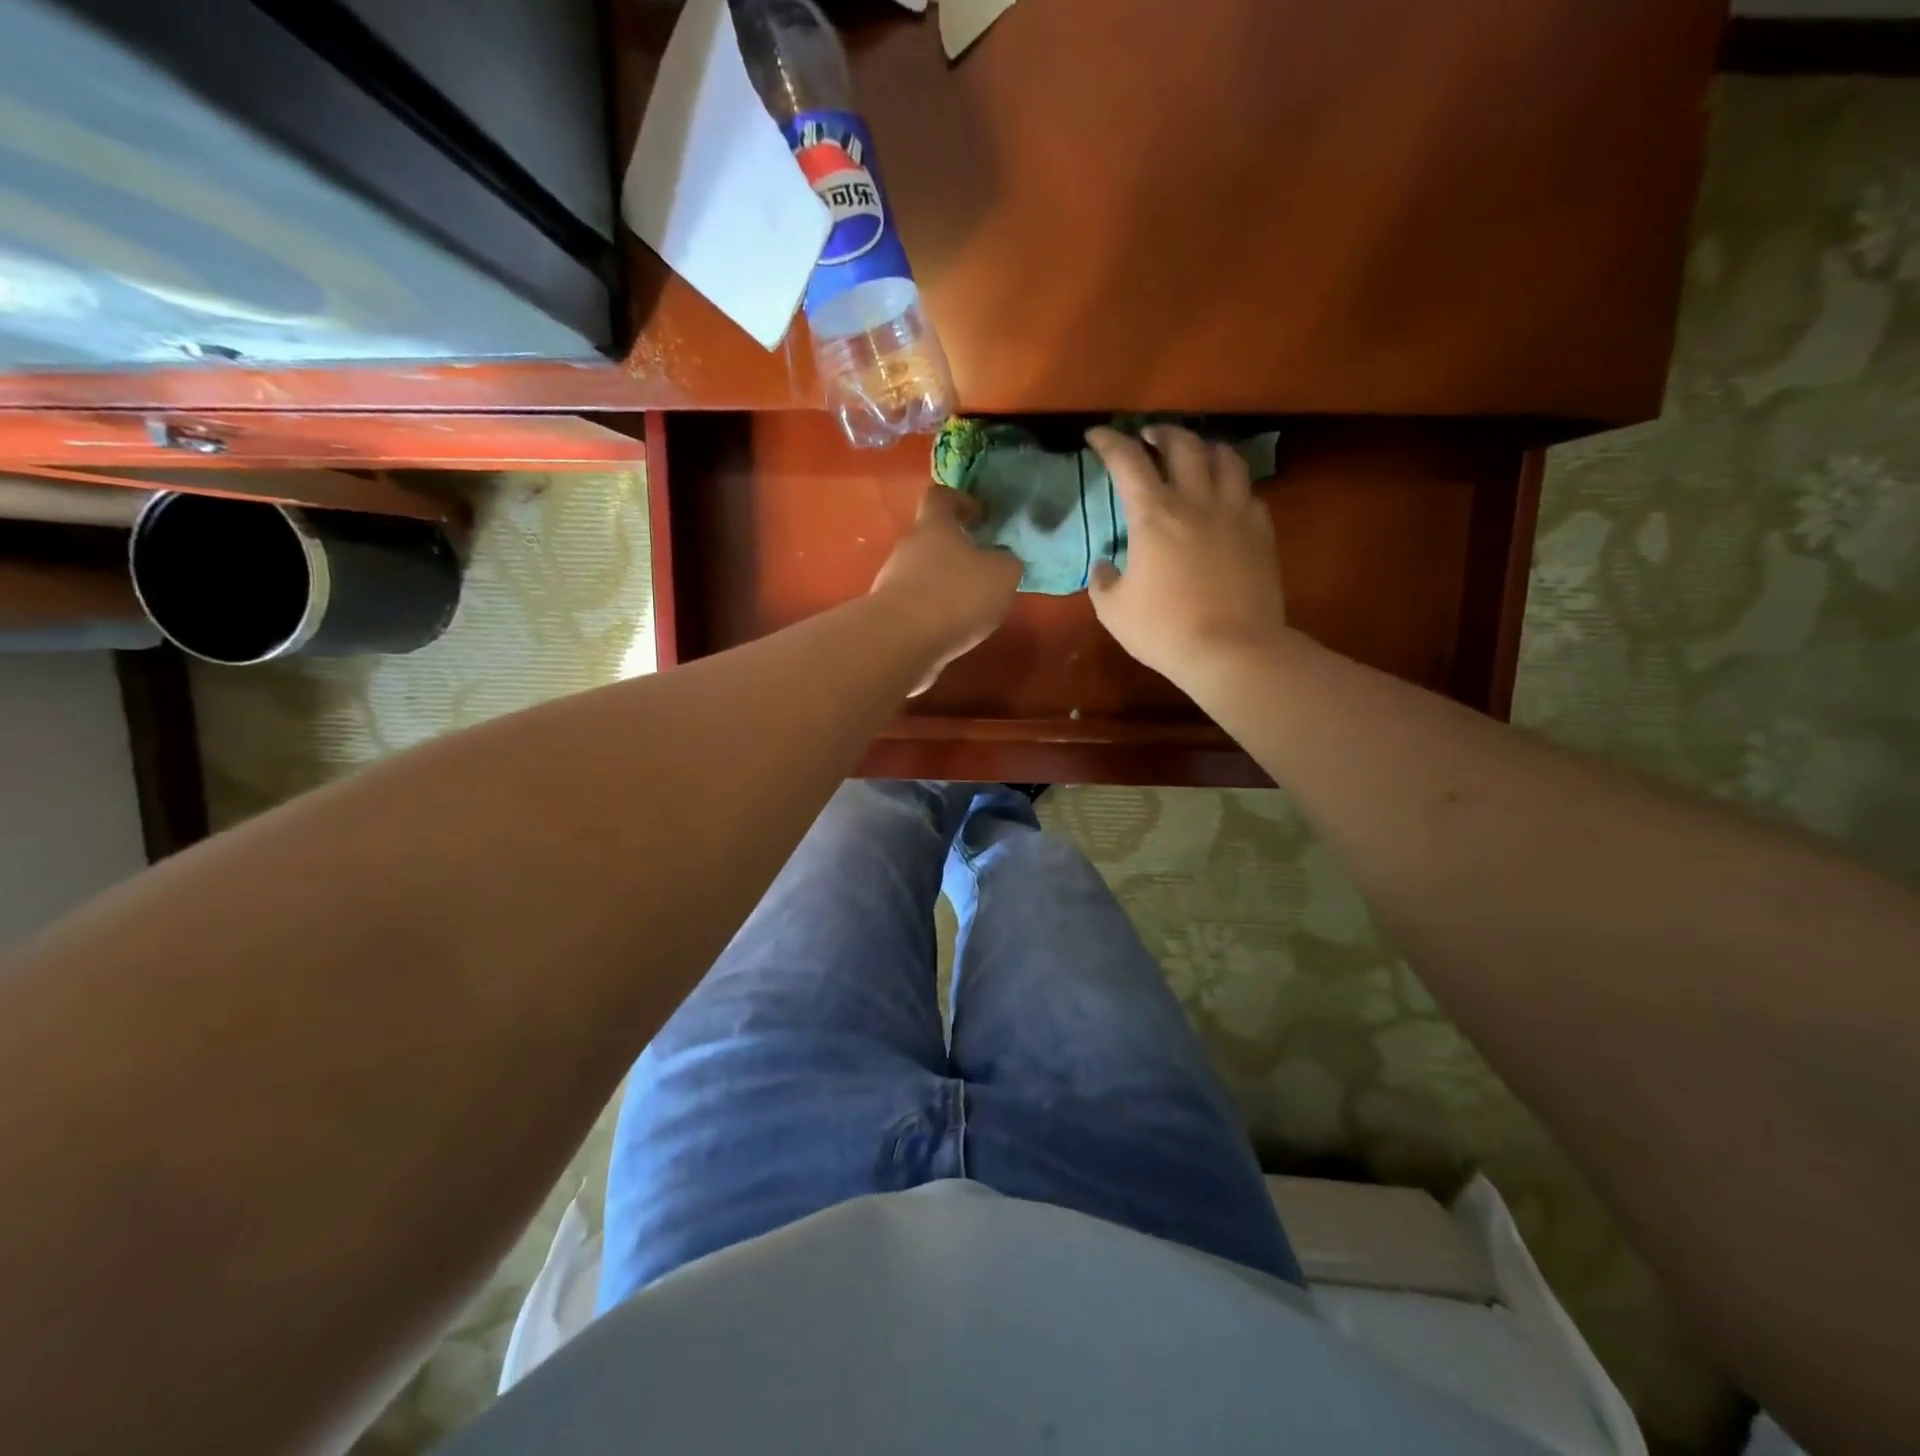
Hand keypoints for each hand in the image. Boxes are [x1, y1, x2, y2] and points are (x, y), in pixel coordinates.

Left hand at [871, 486, 1021, 694]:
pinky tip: (952, 630)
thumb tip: (1003, 560)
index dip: (961, 501)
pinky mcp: (888, 615)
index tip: (980, 516)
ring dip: (944, 586)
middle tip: (984, 570)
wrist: (902, 641)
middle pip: (931, 539)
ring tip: (971, 608)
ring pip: (922, 574)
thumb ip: (1007, 562)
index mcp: (934, 526)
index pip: (941, 497)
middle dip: (956, 552)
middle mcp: (908, 547)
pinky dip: (934, 614)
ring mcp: (892, 581)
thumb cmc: (956, 595)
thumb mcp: (1002, 575)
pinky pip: (916, 606)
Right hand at [1085, 425, 1289, 685]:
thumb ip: (1103, 581)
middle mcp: (1196, 501)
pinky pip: (1248, 492)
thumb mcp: (1114, 611)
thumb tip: (1105, 565)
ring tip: (1195, 453)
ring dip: (1204, 447)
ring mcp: (1235, 513)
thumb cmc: (1164, 630)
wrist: (1232, 650)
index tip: (1098, 435)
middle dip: (1162, 432)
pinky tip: (1226, 497)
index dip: (1110, 441)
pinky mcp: (1261, 531)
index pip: (1128, 460)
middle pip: (1182, 444)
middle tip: (1149, 437)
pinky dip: (1233, 484)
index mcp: (1154, 515)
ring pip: (1225, 457)